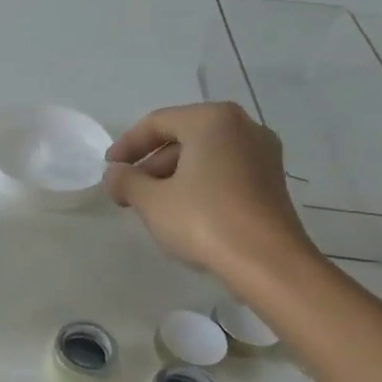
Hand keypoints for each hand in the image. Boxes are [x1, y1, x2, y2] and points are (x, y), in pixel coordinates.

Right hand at [105, 102, 319, 289]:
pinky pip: (225, 170)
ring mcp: (262, 153)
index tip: (109, 169)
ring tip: (150, 205)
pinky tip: (183, 210)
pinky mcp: (271, 180)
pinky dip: (199, 183)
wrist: (267, 262)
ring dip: (173, 175)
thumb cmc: (204, 220)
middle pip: (183, 136)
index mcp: (212, 120)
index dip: (127, 145)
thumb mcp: (152, 201)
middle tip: (127, 190)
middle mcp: (243, 126)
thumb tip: (115, 174)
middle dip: (151, 163)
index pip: (157, 123)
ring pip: (205, 155)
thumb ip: (126, 181)